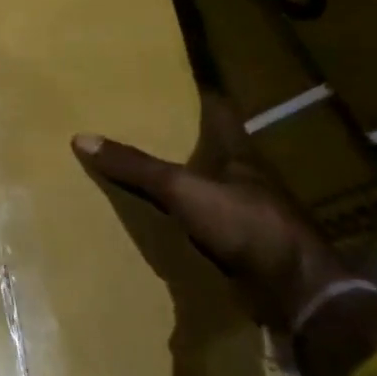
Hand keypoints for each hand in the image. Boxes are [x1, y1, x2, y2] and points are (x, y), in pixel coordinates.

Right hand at [70, 95, 353, 333]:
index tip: (168, 84)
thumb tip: (81, 138)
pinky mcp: (241, 245)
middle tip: (137, 125)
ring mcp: (246, 212)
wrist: (295, 291)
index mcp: (239, 154)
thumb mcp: (182, 189)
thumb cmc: (245, 225)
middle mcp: (245, 178)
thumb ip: (135, 166)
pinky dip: (181, 216)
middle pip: (208, 148)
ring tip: (138, 169)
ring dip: (179, 178)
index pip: (218, 112)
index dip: (196, 95)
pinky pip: (202, 221)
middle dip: (178, 138)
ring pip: (205, 185)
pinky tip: (157, 218)